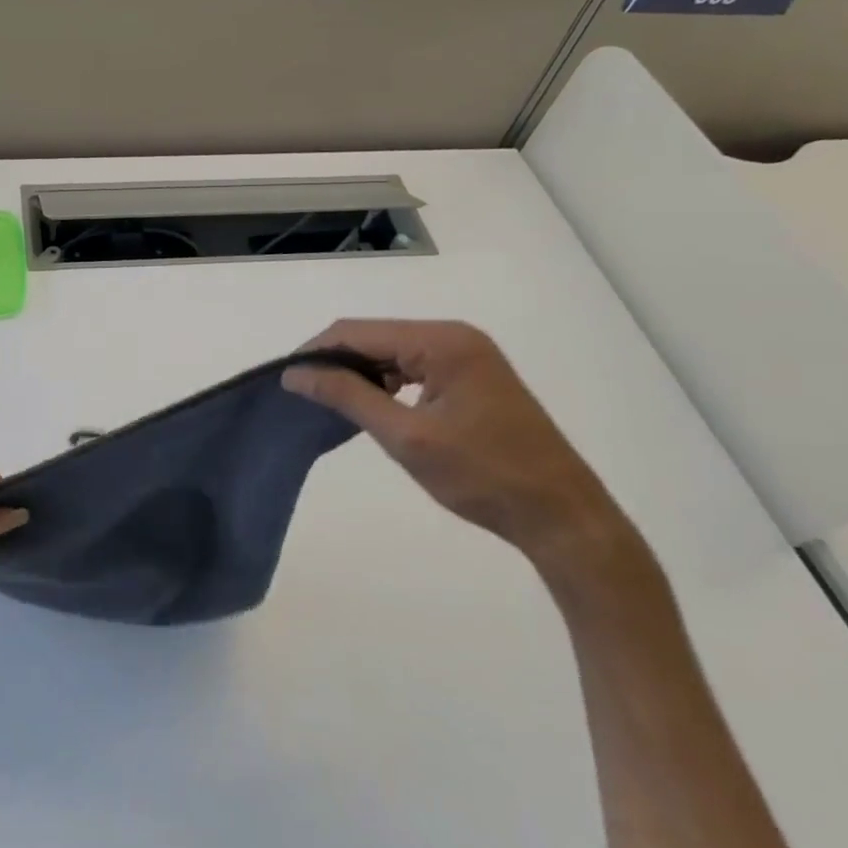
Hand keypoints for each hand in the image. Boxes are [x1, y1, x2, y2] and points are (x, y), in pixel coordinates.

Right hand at [284, 320, 631, 575]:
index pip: (358, 331)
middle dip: (335, 361)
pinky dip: (387, 383)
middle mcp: (455, 336)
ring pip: (392, 352)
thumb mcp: (406, 437)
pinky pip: (414, 367)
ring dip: (360, 373)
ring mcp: (468, 356)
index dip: (316, 351)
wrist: (563, 517)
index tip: (284, 380)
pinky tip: (372, 405)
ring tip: (329, 402)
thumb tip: (295, 373)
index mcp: (441, 341)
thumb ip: (347, 396)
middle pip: (375, 337)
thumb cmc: (483, 476)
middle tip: (302, 395)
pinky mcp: (473, 377)